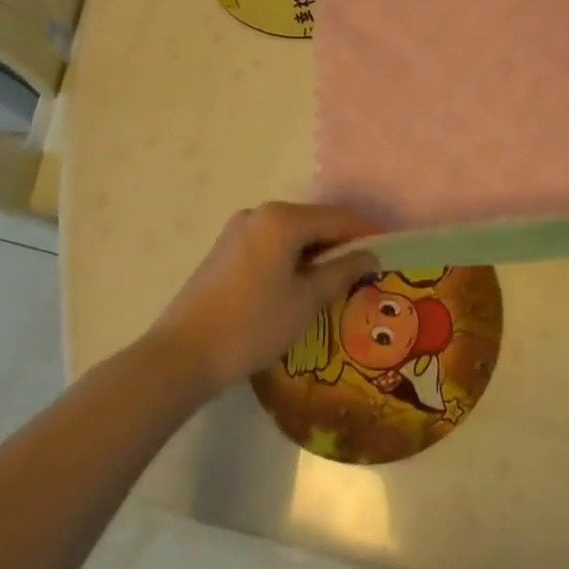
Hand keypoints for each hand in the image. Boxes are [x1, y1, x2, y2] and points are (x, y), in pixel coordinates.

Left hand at [152, 202, 382, 391]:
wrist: (180, 356)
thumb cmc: (252, 325)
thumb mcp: (306, 300)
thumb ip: (342, 271)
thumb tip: (370, 254)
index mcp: (282, 219)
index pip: (338, 219)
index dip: (366, 235)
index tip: (388, 253)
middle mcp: (260, 213)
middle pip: (314, 222)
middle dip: (340, 244)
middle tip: (363, 272)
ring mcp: (238, 230)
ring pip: (292, 235)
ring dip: (315, 253)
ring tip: (335, 282)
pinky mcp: (225, 250)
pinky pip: (271, 244)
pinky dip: (291, 258)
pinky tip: (298, 285)